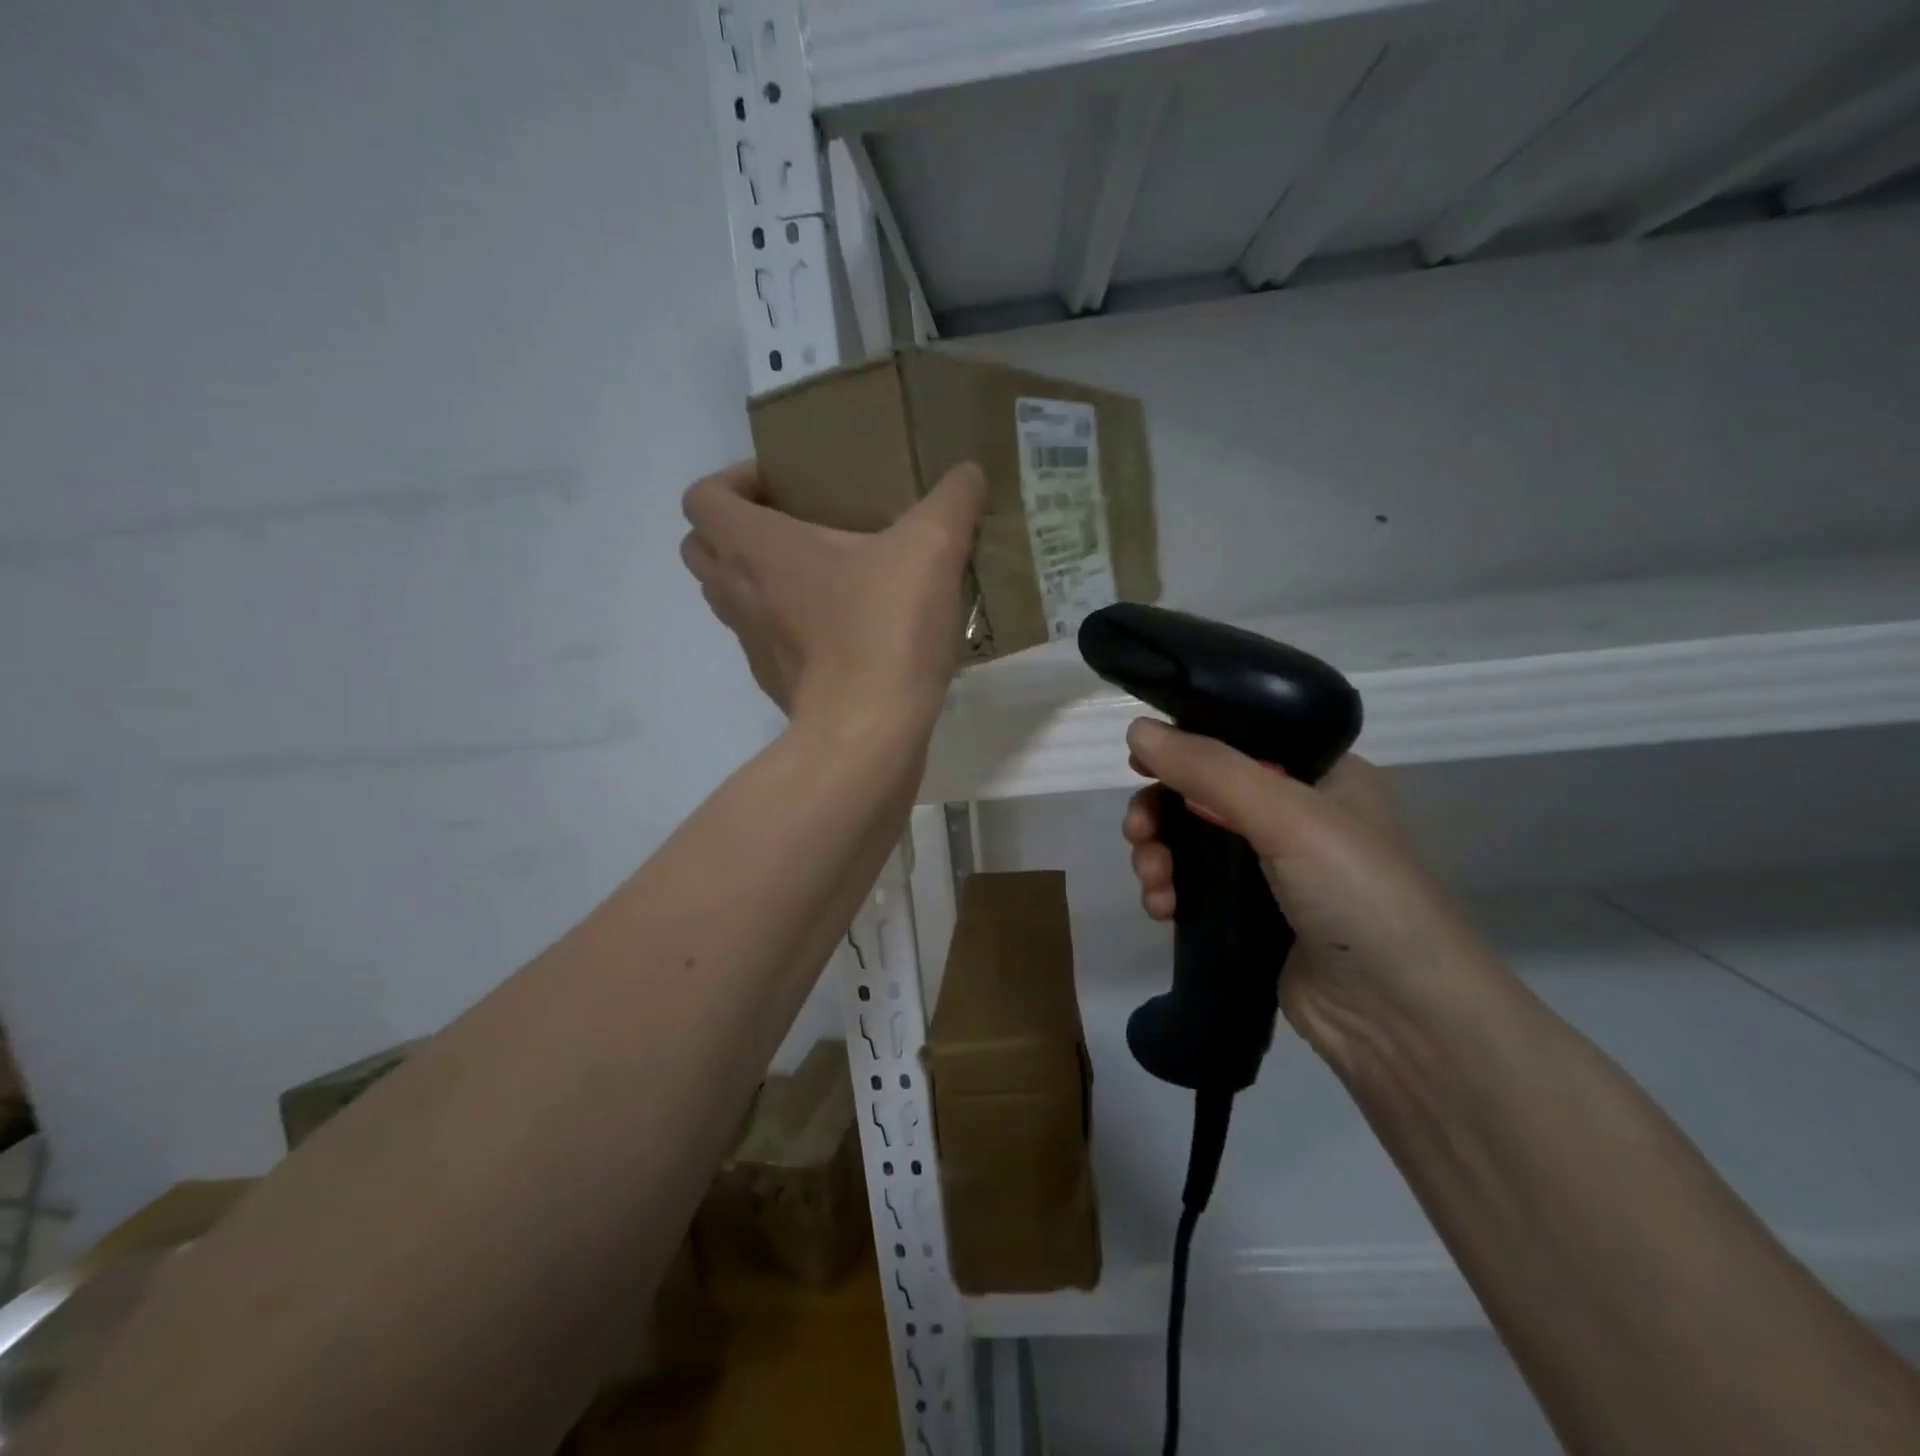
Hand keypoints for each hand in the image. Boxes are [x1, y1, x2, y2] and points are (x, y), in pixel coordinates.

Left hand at [680, 459, 986, 730]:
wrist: (868, 733)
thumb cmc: (884, 628)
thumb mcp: (932, 548)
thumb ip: (952, 500)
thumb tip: (969, 472)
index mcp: (756, 546)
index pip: (703, 497)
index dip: (732, 481)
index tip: (782, 486)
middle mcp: (738, 592)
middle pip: (701, 548)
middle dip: (735, 530)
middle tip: (793, 527)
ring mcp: (753, 644)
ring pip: (728, 598)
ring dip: (757, 579)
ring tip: (818, 576)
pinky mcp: (776, 683)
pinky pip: (764, 641)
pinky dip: (785, 627)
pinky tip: (839, 629)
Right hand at [1122, 719, 1500, 1062]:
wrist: (1401, 1017)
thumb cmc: (1358, 892)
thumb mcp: (1286, 815)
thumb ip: (1209, 769)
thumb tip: (1136, 728)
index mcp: (1318, 774)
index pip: (1236, 741)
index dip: (1184, 747)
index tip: (1140, 764)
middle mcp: (1294, 814)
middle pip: (1201, 793)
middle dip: (1160, 811)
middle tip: (1139, 832)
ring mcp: (1272, 869)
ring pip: (1189, 842)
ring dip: (1158, 854)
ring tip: (1154, 883)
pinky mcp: (1250, 916)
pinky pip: (1193, 886)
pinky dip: (1168, 890)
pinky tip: (1161, 909)